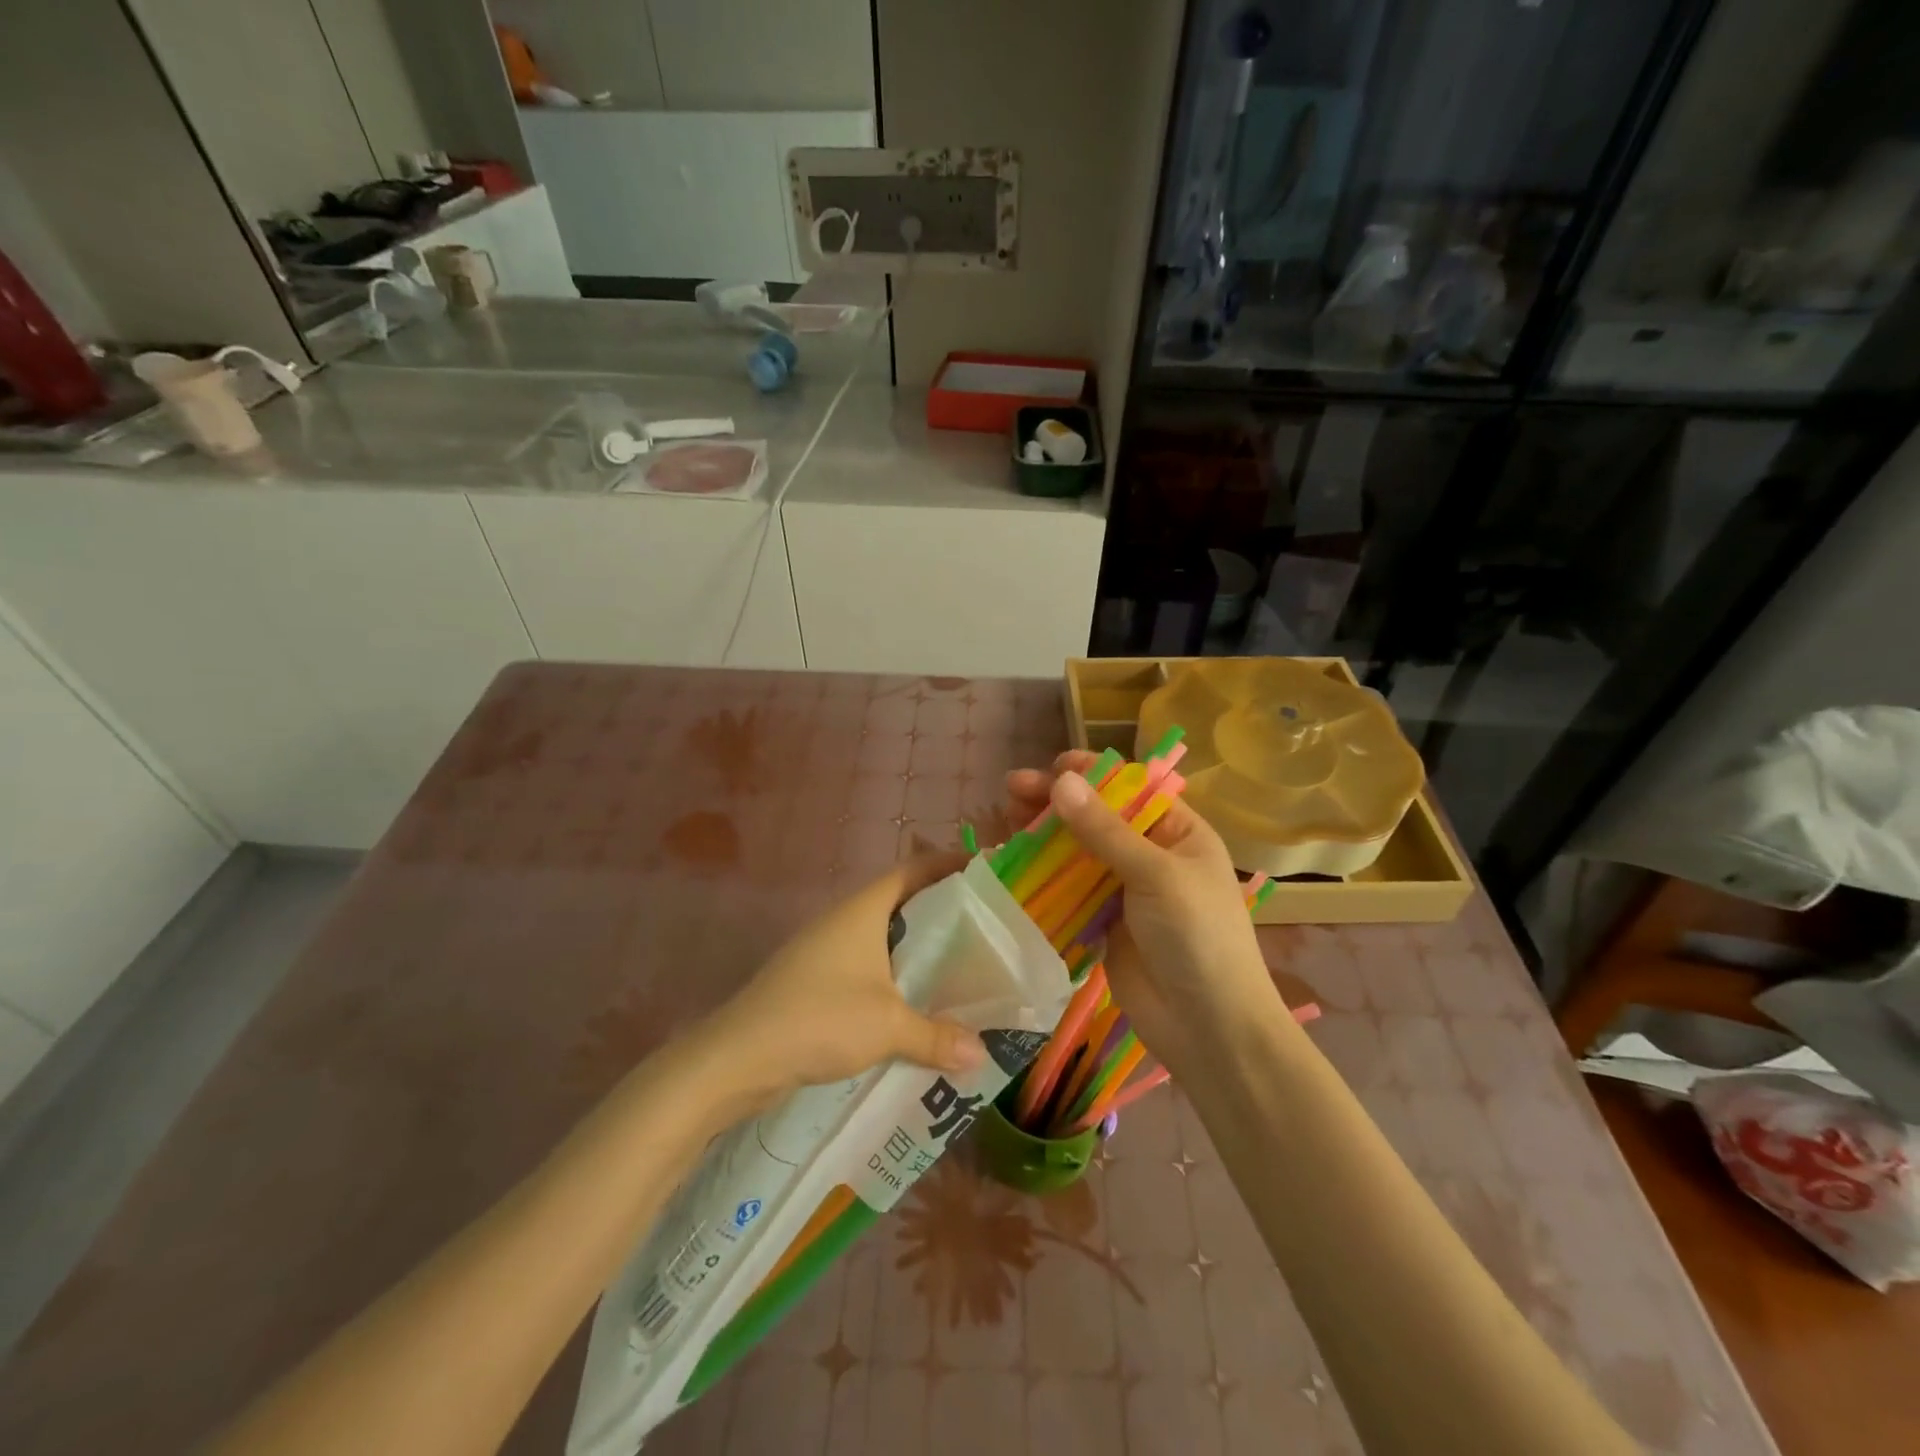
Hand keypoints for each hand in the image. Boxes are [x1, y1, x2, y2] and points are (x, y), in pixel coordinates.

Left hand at [697, 852, 986, 1108]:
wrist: (739, 1056)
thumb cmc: (819, 1018)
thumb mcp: (888, 1026)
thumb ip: (937, 1036)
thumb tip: (981, 1054)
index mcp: (864, 911)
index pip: (913, 870)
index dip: (948, 865)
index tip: (986, 870)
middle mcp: (845, 921)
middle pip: (902, 902)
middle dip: (942, 911)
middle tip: (985, 926)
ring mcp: (827, 950)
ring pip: (884, 938)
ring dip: (918, 948)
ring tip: (961, 966)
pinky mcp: (816, 981)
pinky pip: (868, 967)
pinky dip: (896, 976)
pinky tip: (916, 1004)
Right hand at [1006, 753, 1282, 1069]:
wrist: (1209, 1029)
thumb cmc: (1198, 937)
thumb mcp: (1156, 874)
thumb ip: (1105, 830)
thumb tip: (1060, 780)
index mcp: (1178, 832)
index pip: (1130, 789)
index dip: (1091, 773)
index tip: (1053, 766)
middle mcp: (1151, 855)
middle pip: (1097, 817)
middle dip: (1056, 802)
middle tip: (1012, 790)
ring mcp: (1124, 891)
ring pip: (1077, 852)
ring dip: (1043, 835)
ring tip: (1006, 820)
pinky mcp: (1102, 924)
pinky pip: (1067, 890)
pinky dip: (1042, 875)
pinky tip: (1013, 863)